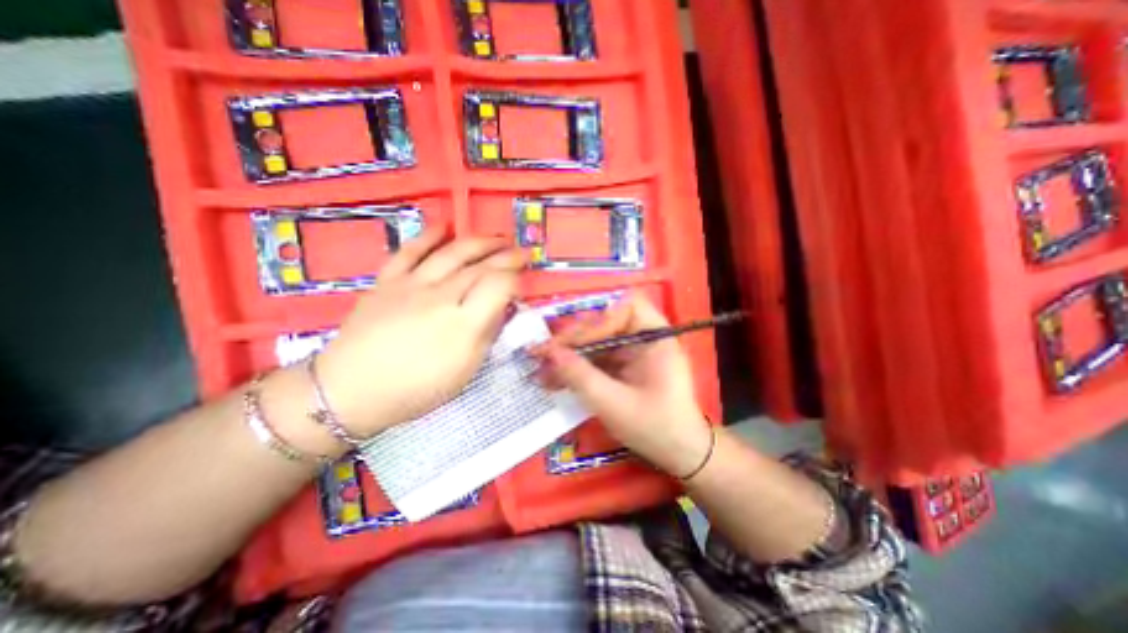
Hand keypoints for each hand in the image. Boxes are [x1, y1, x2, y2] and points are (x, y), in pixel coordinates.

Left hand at [311, 230, 523, 436]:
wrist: (349, 390)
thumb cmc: (415, 389)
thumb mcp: (464, 372)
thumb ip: (487, 335)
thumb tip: (502, 309)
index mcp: (462, 325)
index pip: (498, 287)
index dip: (515, 279)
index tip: (522, 281)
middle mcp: (440, 297)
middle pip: (480, 267)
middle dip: (506, 257)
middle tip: (521, 252)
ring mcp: (411, 285)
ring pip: (452, 253)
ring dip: (479, 242)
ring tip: (497, 238)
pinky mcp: (387, 280)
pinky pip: (410, 251)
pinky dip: (429, 235)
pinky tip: (445, 225)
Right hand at [538, 294, 711, 476]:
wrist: (679, 456)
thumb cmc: (655, 428)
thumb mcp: (614, 404)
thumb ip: (581, 376)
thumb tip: (549, 353)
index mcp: (655, 338)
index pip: (627, 307)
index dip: (599, 319)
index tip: (574, 342)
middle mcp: (644, 339)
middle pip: (606, 323)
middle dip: (575, 339)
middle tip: (545, 354)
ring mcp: (633, 353)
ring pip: (597, 342)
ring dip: (570, 355)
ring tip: (543, 370)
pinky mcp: (624, 368)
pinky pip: (598, 359)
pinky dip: (578, 368)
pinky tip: (556, 380)